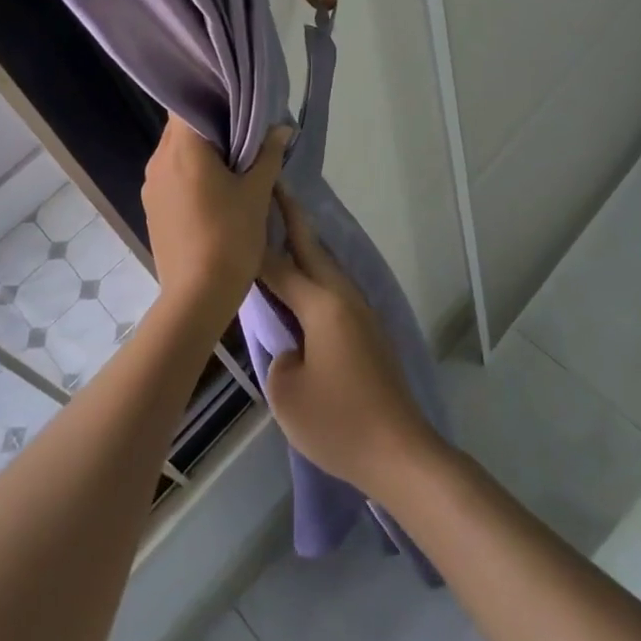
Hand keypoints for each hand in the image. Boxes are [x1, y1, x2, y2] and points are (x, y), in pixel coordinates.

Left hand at [141, 115, 289, 320]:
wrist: (197, 296)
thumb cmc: (230, 237)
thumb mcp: (257, 193)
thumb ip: (269, 155)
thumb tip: (282, 128)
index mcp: (182, 149)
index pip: (188, 103)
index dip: (211, 96)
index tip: (237, 101)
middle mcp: (159, 160)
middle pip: (181, 127)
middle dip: (211, 125)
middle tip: (244, 129)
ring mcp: (151, 185)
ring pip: (176, 152)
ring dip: (201, 150)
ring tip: (233, 159)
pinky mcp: (152, 207)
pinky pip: (171, 174)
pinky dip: (191, 171)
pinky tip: (215, 187)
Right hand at [258, 186, 441, 495]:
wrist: (400, 452)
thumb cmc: (339, 423)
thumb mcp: (287, 393)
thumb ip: (279, 355)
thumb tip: (291, 344)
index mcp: (322, 305)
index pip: (279, 266)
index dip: (256, 244)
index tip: (240, 214)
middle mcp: (344, 298)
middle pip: (312, 249)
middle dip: (291, 218)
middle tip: (274, 188)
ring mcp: (362, 313)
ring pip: (328, 267)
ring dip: (306, 246)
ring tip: (282, 229)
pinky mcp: (370, 331)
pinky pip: (336, 289)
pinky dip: (317, 274)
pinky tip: (305, 283)